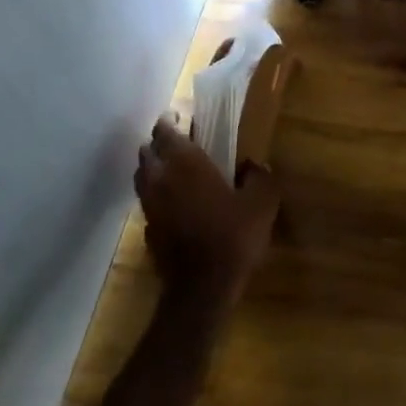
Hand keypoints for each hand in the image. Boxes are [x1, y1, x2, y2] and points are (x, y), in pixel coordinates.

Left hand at [134, 117, 278, 307]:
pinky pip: (148, 201)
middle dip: (161, 144)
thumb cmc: (233, 236)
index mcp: (185, 162)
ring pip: (143, 175)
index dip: (171, 121)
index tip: (182, 118)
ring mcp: (149, 204)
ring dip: (155, 168)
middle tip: (182, 144)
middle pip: (148, 150)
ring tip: (177, 172)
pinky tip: (177, 204)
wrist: (202, 287)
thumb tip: (253, 166)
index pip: (165, 130)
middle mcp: (159, 177)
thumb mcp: (262, 202)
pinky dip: (158, 195)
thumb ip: (259, 177)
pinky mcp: (146, 228)